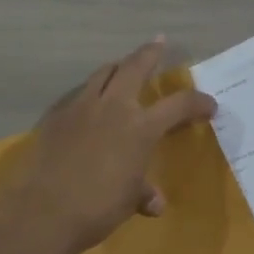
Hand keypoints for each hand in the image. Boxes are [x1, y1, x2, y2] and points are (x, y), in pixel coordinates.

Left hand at [0, 39, 216, 253]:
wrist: (44, 211)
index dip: (198, 102)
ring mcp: (81, 107)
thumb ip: (143, 193)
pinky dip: (89, 92)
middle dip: (150, 52)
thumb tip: (155, 202)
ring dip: (117, 67)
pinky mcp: (56, 115)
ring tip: (122, 67)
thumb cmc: (97, 207)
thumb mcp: (129, 201)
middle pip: (135, 66)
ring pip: (103, 72)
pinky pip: (78, 93)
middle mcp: (114, 107)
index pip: (179, 105)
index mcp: (140, 127)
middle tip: (159, 43)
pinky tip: (88, 104)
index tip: (209, 105)